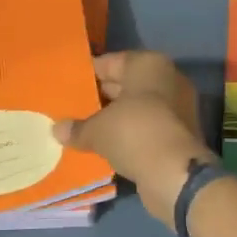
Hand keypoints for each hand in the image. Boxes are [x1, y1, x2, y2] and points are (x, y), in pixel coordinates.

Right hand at [54, 51, 213, 224]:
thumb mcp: (97, 130)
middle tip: (70, 109)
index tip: (67, 86)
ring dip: (114, 119)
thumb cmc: (134, 133)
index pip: (111, 62)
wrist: (175, 173)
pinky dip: (129, 135)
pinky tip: (105, 147)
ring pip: (136, 109)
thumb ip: (77, 127)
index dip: (88, 74)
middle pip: (126, 85)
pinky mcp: (179, 134)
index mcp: (149, 64)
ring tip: (83, 130)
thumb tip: (57, 130)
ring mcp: (177, 108)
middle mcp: (167, 80)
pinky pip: (146, 128)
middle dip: (100, 98)